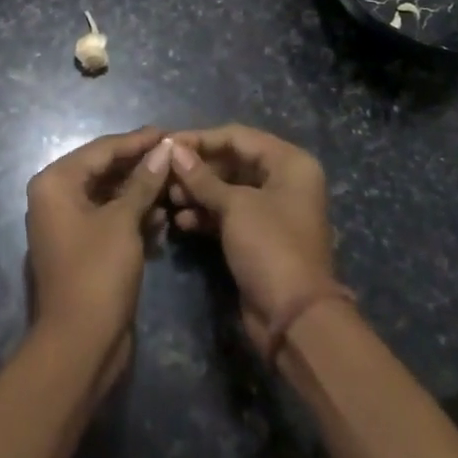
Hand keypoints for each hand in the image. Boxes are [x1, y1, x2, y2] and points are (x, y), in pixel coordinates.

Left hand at [25, 128, 172, 363]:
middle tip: (176, 156)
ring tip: (175, 185)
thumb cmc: (97, 273)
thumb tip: (164, 148)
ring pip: (109, 196)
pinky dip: (133, 217)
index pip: (102, 149)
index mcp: (55, 182)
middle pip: (104, 170)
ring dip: (140, 192)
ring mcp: (67, 225)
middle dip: (140, 166)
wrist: (79, 346)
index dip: (137, 140)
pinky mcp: (82, 248)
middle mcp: (55, 197)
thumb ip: (143, 181)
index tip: (169, 132)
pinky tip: (163, 218)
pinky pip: (109, 220)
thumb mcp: (123, 221)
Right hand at [167, 125, 338, 351]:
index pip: (237, 137)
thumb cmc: (270, 247)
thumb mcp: (235, 206)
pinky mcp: (258, 237)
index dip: (201, 139)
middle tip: (163, 173)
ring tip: (167, 198)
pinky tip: (180, 221)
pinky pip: (228, 214)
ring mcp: (271, 210)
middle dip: (197, 168)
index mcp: (289, 163)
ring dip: (197, 192)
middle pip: (232, 161)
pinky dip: (205, 215)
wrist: (294, 319)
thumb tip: (173, 149)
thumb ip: (202, 177)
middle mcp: (284, 180)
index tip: (166, 143)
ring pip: (227, 189)